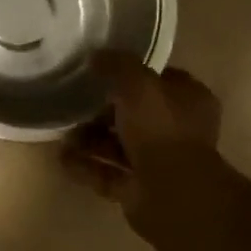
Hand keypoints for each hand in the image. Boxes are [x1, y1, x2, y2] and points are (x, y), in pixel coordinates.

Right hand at [62, 51, 223, 233]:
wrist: (172, 194)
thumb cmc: (161, 129)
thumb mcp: (138, 84)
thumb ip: (117, 65)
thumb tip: (96, 56)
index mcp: (188, 101)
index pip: (159, 80)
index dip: (131, 74)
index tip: (100, 71)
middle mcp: (177, 130)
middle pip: (135, 114)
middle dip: (103, 111)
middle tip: (75, 104)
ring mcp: (158, 163)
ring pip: (119, 145)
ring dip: (90, 139)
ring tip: (63, 134)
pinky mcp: (139, 189)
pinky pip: (107, 173)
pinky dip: (85, 166)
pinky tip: (61, 158)